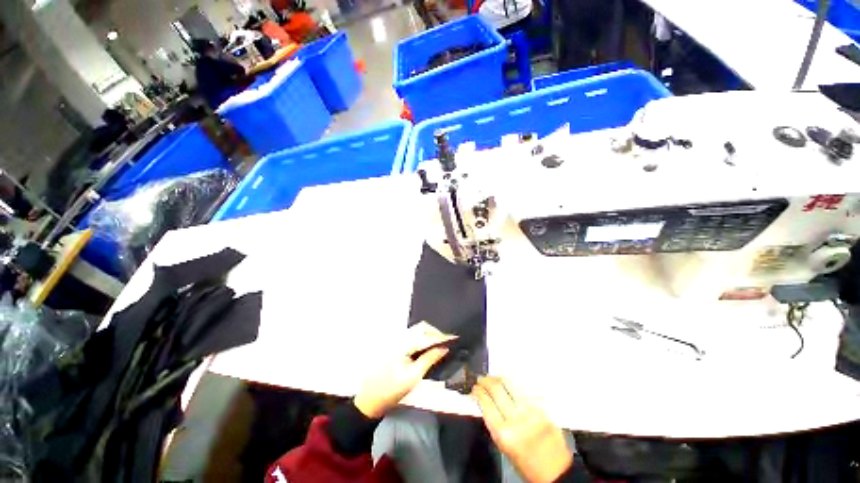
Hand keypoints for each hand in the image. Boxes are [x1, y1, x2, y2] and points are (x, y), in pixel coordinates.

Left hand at [353, 323, 453, 418]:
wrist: (370, 399)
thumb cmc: (391, 391)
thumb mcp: (413, 376)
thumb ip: (429, 359)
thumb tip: (444, 348)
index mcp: (402, 344)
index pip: (426, 335)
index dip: (441, 336)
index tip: (454, 338)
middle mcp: (399, 337)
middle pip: (421, 328)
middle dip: (435, 333)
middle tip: (447, 343)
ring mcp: (396, 341)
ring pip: (417, 331)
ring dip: (429, 335)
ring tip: (440, 345)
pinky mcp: (395, 346)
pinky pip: (412, 337)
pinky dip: (422, 339)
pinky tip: (428, 348)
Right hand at [472, 377, 572, 482]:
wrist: (555, 470)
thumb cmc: (525, 462)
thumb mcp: (503, 446)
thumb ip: (493, 423)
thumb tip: (483, 401)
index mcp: (504, 434)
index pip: (486, 404)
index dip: (478, 392)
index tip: (474, 388)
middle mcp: (517, 420)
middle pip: (496, 390)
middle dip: (486, 381)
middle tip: (481, 379)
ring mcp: (530, 411)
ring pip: (510, 384)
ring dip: (498, 378)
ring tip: (492, 377)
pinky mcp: (541, 407)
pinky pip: (522, 389)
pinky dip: (512, 384)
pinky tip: (507, 382)